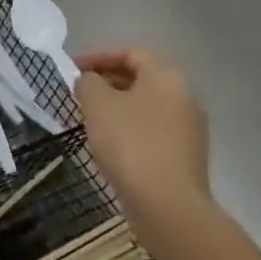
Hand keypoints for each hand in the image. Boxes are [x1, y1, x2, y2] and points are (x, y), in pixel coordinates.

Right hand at [75, 48, 210, 220]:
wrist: (168, 206)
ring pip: (145, 106)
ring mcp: (188, 129)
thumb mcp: (98, 105)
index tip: (72, 70)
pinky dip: (128, 129)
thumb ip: (88, 83)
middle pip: (140, 78)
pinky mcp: (184, 156)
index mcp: (166, 77)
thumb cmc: (131, 144)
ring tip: (88, 120)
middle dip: (106, 82)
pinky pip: (151, 130)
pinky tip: (109, 145)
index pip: (130, 53)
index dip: (98, 56)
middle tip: (77, 94)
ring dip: (116, 107)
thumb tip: (90, 81)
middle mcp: (184, 96)